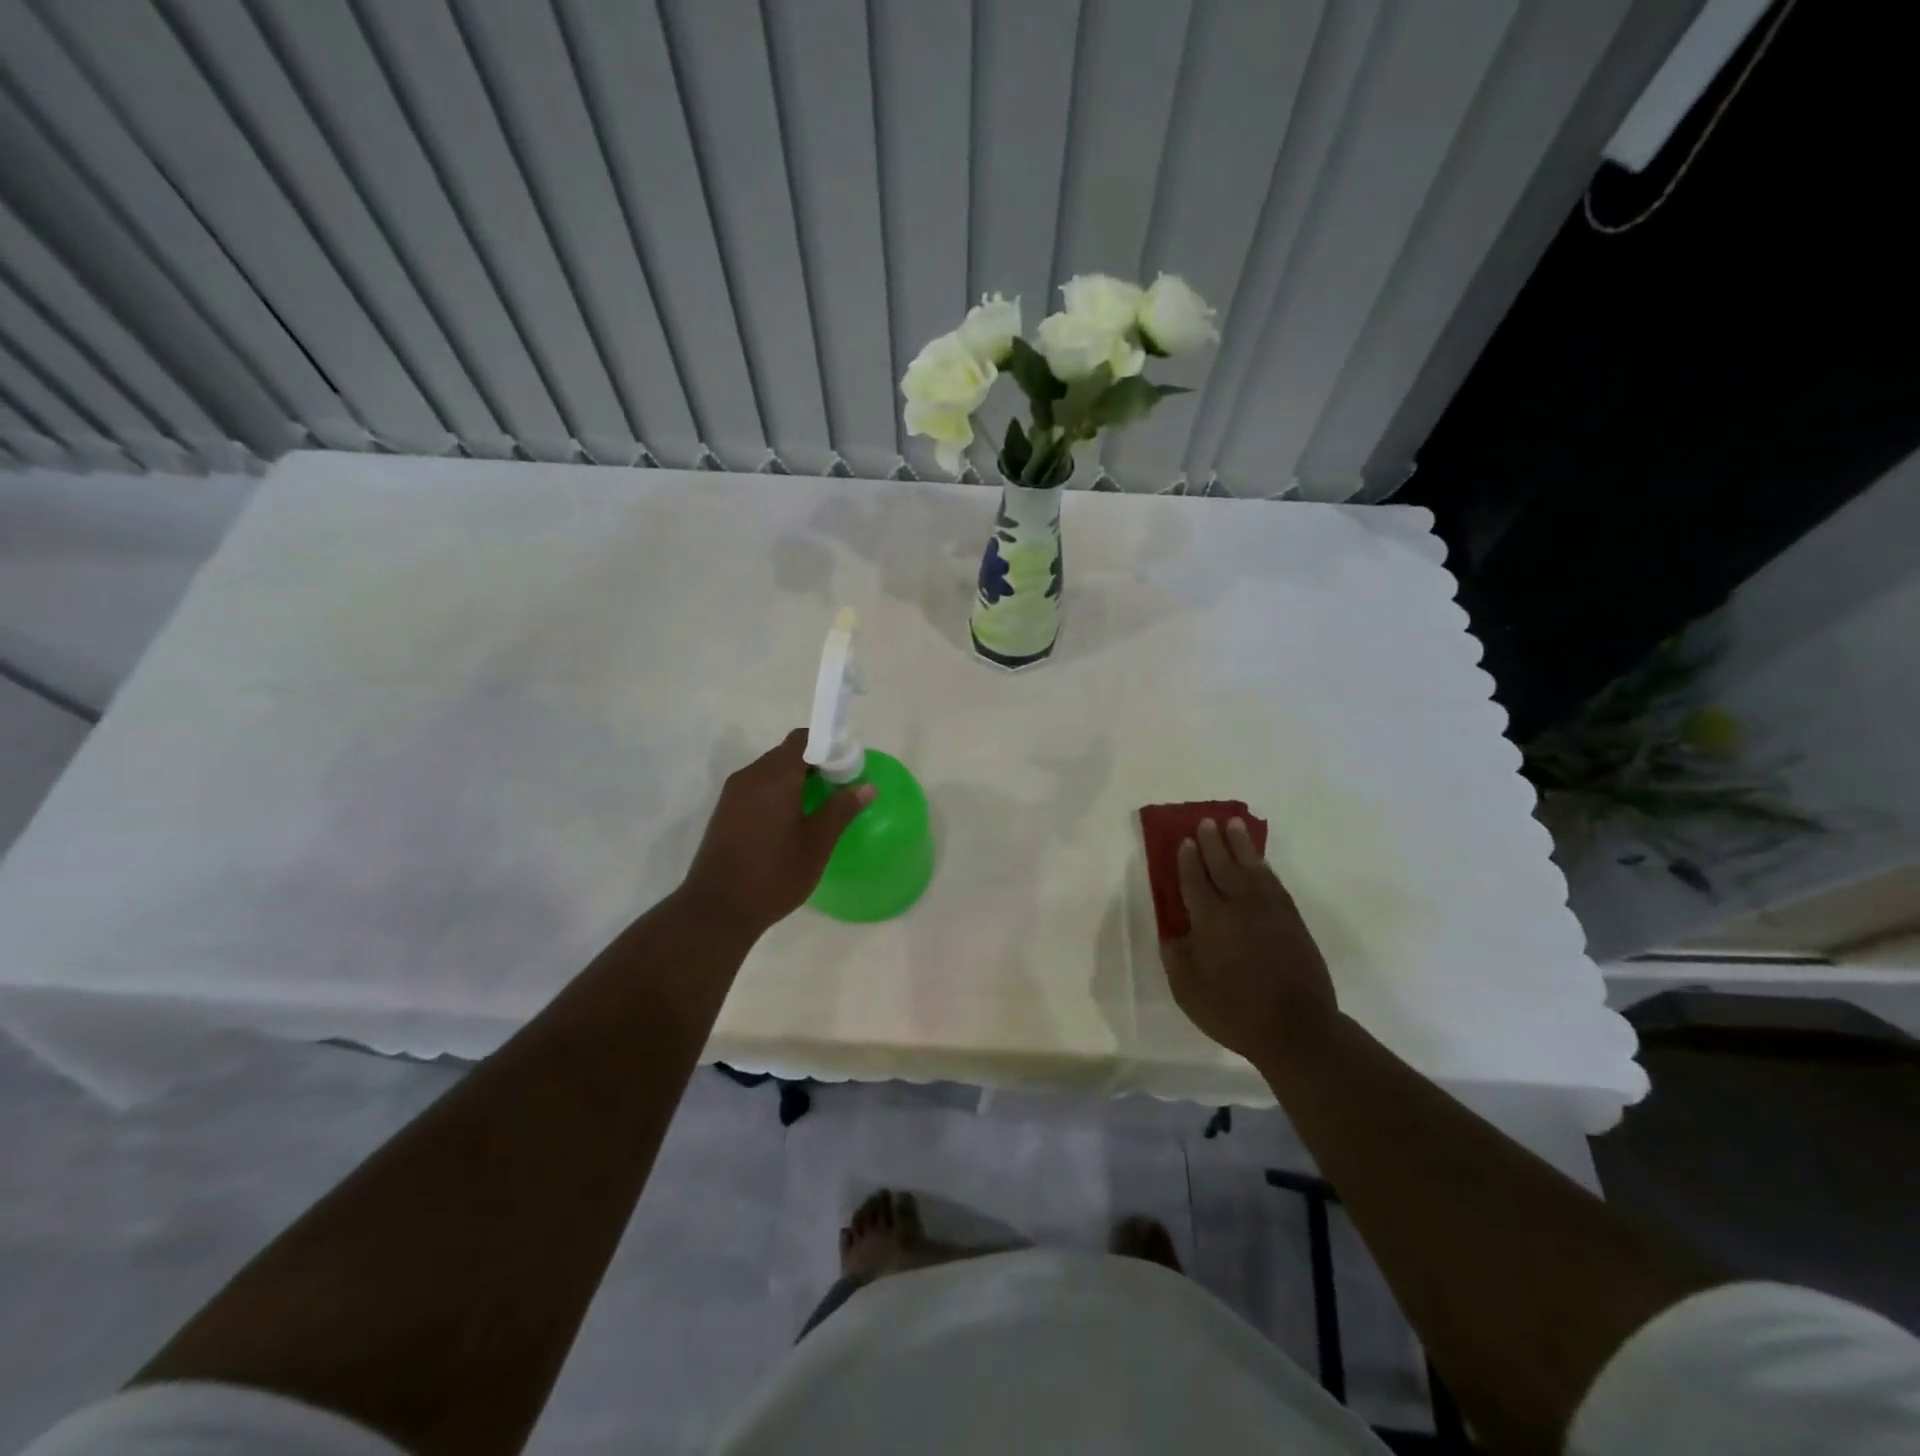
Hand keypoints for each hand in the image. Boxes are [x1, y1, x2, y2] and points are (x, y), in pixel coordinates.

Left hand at [679, 730, 873, 935]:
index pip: (804, 739)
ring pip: (772, 771)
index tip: (847, 768)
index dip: (829, 746)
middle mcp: (751, 776)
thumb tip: (866, 786)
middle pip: (787, 753)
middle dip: (815, 764)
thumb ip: (841, 810)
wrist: (717, 909)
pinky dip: (778, 793)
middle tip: (839, 789)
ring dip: (796, 780)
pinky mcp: (725, 810)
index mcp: (775, 777)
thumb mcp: (817, 844)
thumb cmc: (774, 875)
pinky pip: (758, 787)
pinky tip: (792, 821)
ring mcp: (734, 793)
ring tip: (819, 807)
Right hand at [1162, 818, 1337, 1063]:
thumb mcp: (1187, 989)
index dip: (1188, 860)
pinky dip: (1264, 867)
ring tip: (1233, 825)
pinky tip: (1259, 862)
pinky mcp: (1292, 921)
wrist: (1296, 1029)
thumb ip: (1176, 954)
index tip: (1185, 840)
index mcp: (1210, 921)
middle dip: (1213, 843)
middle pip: (1223, 866)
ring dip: (1241, 845)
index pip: (1195, 881)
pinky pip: (1274, 883)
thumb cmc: (1233, 1011)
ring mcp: (1270, 912)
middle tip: (1207, 822)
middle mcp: (1239, 907)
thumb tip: (1174, 929)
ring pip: (1252, 868)